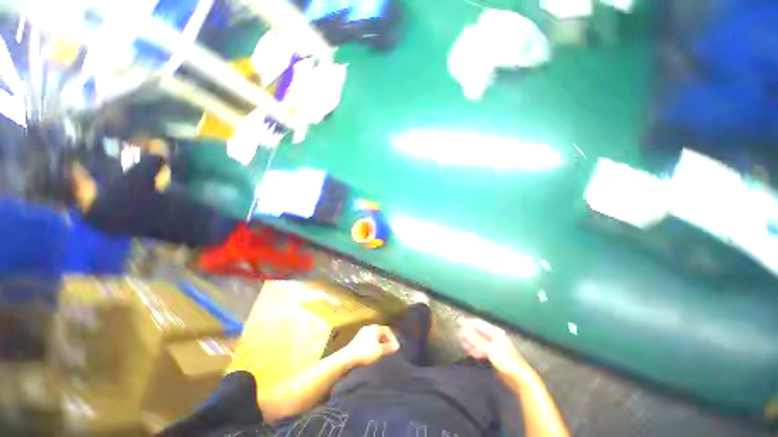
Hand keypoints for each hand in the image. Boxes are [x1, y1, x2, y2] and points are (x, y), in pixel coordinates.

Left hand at [342, 325, 399, 366]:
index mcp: (375, 328)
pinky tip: (373, 352)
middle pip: (381, 332)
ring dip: (380, 342)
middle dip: (387, 339)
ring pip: (375, 336)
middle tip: (390, 348)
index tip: (396, 347)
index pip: (387, 329)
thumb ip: (389, 347)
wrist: (348, 358)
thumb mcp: (379, 351)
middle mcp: (369, 328)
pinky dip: (374, 344)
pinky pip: (369, 340)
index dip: (393, 337)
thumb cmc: (366, 353)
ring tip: (383, 351)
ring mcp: (362, 333)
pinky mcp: (357, 340)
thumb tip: (397, 346)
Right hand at [458, 318, 533, 382]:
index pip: (478, 323)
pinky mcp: (493, 355)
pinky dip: (475, 349)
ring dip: (471, 342)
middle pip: (478, 331)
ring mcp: (493, 346)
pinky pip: (481, 348)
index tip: (457, 322)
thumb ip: (475, 340)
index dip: (467, 322)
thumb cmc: (506, 361)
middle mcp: (494, 336)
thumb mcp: (489, 349)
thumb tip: (463, 331)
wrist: (519, 378)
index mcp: (494, 332)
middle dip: (468, 333)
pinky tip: (472, 353)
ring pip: (478, 340)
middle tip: (458, 335)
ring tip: (463, 345)